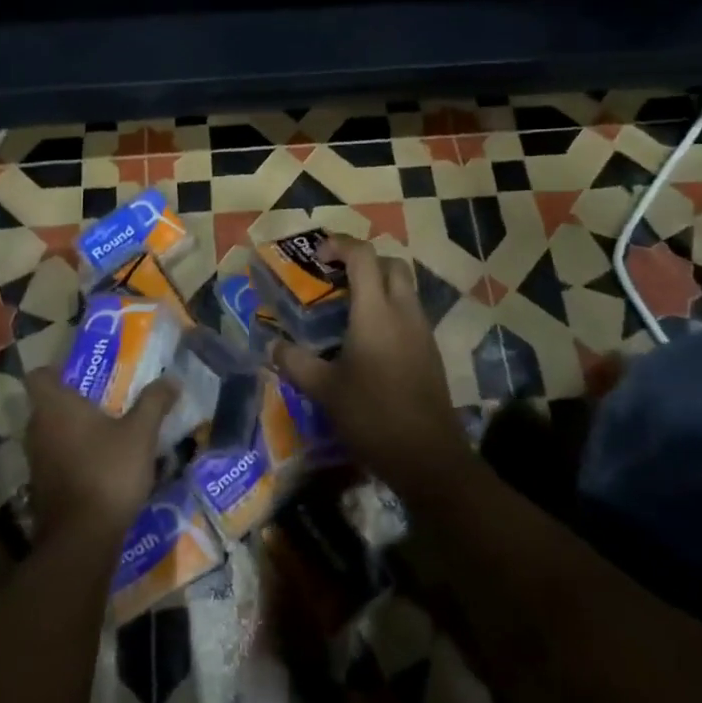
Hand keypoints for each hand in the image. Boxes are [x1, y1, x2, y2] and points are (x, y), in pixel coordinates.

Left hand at [23, 367, 174, 543]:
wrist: (83, 538)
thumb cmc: (108, 471)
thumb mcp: (140, 433)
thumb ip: (154, 402)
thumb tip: (171, 379)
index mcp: (55, 406)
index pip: (39, 375)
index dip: (57, 371)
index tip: (82, 374)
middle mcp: (37, 429)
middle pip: (47, 404)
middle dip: (73, 401)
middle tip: (105, 400)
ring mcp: (36, 461)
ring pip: (51, 434)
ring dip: (73, 431)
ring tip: (107, 432)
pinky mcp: (41, 488)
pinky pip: (55, 460)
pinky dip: (73, 457)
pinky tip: (101, 465)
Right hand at [272, 235, 474, 501]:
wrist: (428, 457)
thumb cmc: (372, 416)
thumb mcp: (324, 390)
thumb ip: (295, 363)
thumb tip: (271, 347)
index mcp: (376, 312)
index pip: (363, 256)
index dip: (340, 245)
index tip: (318, 255)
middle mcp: (403, 312)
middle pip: (391, 264)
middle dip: (364, 261)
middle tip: (336, 278)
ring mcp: (422, 331)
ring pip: (404, 288)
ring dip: (379, 286)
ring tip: (348, 309)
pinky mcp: (430, 352)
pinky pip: (410, 314)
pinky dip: (390, 310)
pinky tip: (368, 341)